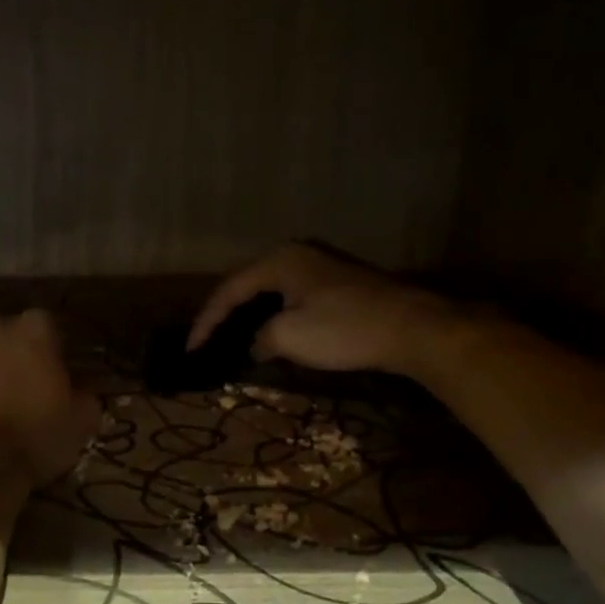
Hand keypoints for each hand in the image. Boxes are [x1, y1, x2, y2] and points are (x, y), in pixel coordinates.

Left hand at [0, 309, 100, 533]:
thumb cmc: (31, 441)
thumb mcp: (80, 424)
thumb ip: (85, 398)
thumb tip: (81, 395)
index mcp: (32, 329)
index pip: (49, 328)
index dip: (53, 353)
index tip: (56, 377)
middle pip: (5, 334)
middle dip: (11, 354)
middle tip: (19, 388)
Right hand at [188, 242, 449, 374]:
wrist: (412, 328)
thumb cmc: (344, 329)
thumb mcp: (289, 337)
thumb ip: (260, 339)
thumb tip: (257, 344)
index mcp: (279, 261)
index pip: (229, 290)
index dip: (206, 321)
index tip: (192, 349)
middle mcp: (297, 254)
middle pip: (248, 284)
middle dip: (225, 314)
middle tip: (207, 340)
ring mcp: (321, 266)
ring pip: (272, 290)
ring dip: (251, 315)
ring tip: (232, 338)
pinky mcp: (339, 282)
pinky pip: (293, 296)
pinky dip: (275, 314)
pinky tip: (272, 333)